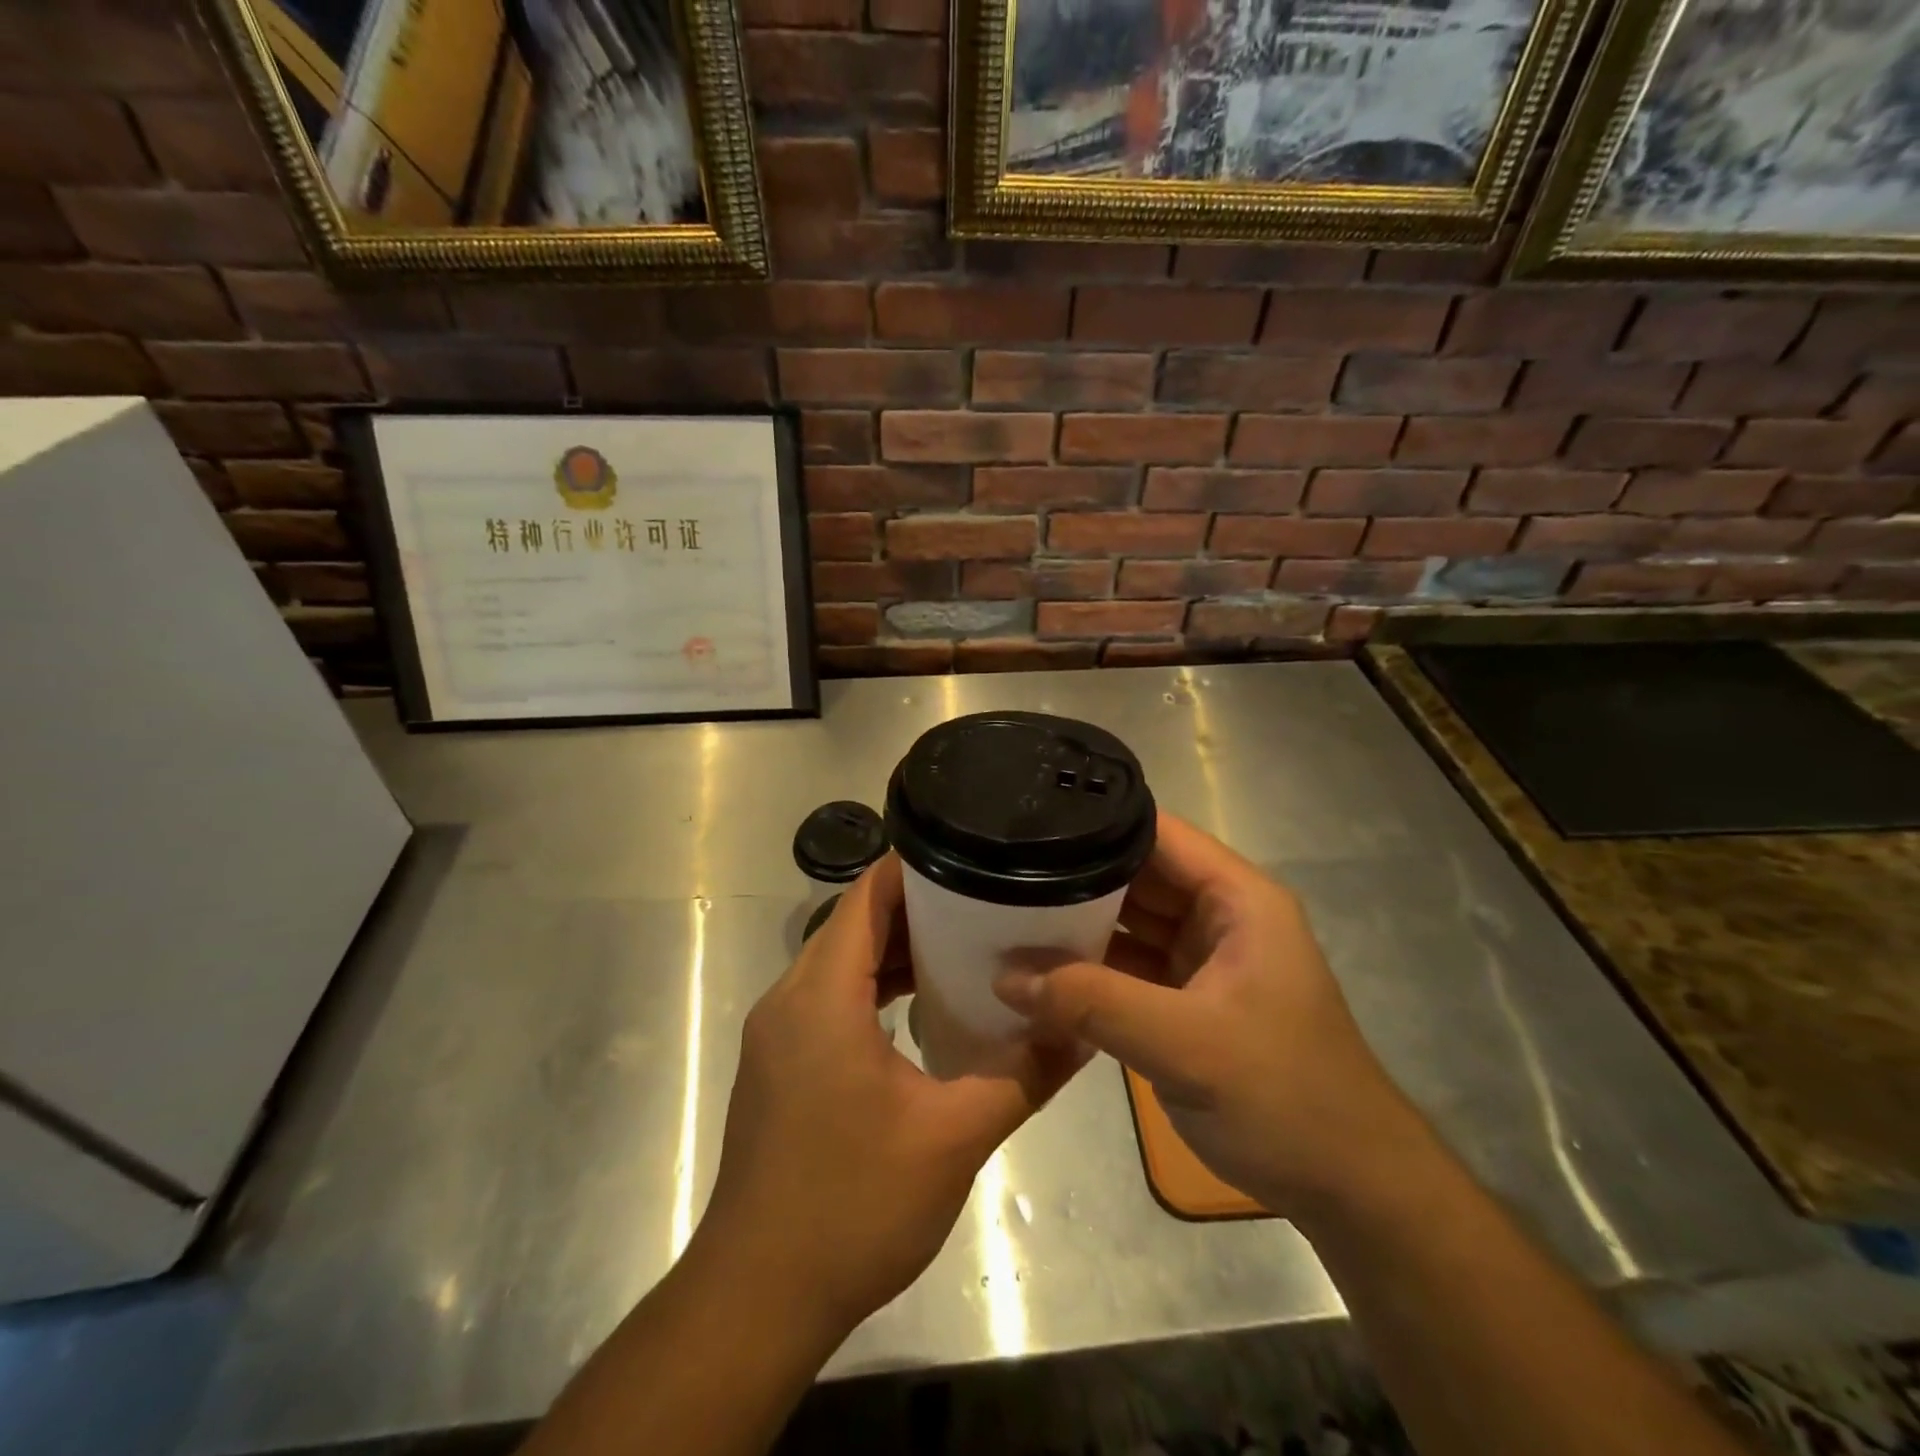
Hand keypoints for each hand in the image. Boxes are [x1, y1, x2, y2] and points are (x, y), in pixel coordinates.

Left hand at [695, 854, 1083, 1336]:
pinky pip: (828, 997)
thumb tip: (1079, 1030)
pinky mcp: (779, 1063)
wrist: (758, 1297)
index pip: (865, 896)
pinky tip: (918, 1008)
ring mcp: (777, 1033)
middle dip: (915, 907)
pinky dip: (871, 986)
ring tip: (962, 946)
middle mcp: (789, 999)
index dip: (914, 868)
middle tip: (984, 901)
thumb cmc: (852, 1206)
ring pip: (839, 961)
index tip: (971, 856)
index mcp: (822, 996)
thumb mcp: (953, 1138)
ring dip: (893, 949)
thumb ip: (1022, 1076)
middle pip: (853, 923)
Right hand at [995, 812, 1423, 1216]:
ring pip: (1127, 923)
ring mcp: (1202, 959)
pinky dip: (1089, 970)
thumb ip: (1093, 1003)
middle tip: (1001, 875)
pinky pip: (1127, 968)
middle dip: (1074, 877)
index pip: (1158, 834)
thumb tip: (1004, 974)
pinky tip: (1037, 972)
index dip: (1097, 825)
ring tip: (1004, 915)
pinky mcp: (1186, 1001)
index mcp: (1237, 898)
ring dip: (1076, 926)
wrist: (1347, 1189)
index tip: (1030, 825)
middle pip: (1136, 876)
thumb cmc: (1283, 1098)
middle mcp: (1218, 916)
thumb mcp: (1186, 1044)